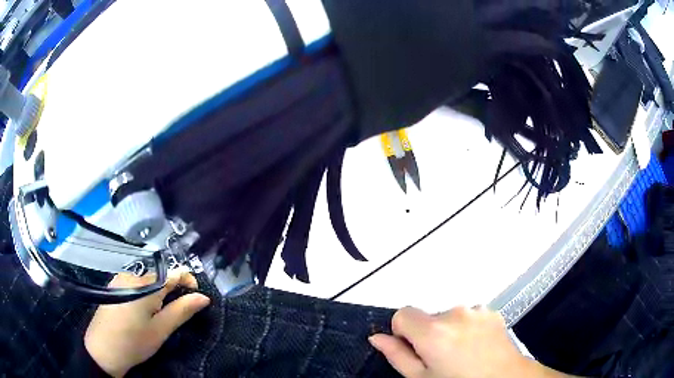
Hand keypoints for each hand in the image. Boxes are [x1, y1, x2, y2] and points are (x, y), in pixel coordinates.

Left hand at [84, 268, 210, 377]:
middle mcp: (131, 276)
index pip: (173, 273)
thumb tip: (203, 297)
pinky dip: (144, 296)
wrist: (102, 350)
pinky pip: (134, 286)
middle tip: (175, 315)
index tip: (197, 297)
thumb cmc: (134, 342)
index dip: (188, 281)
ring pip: (146, 283)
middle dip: (171, 292)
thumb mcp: (161, 330)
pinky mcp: (112, 288)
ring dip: (157, 295)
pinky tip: (141, 314)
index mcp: (145, 285)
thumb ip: (182, 311)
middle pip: (159, 278)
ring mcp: (119, 280)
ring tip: (157, 318)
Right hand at [370, 306, 570, 377]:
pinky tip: (476, 346)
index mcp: (434, 331)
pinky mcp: (491, 312)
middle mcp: (455, 313)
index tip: (413, 349)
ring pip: (449, 316)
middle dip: (428, 334)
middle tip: (440, 358)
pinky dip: (467, 327)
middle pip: (428, 316)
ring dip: (449, 331)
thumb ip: (397, 355)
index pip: (402, 313)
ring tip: (462, 353)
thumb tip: (377, 338)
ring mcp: (476, 310)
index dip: (402, 332)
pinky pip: (469, 315)